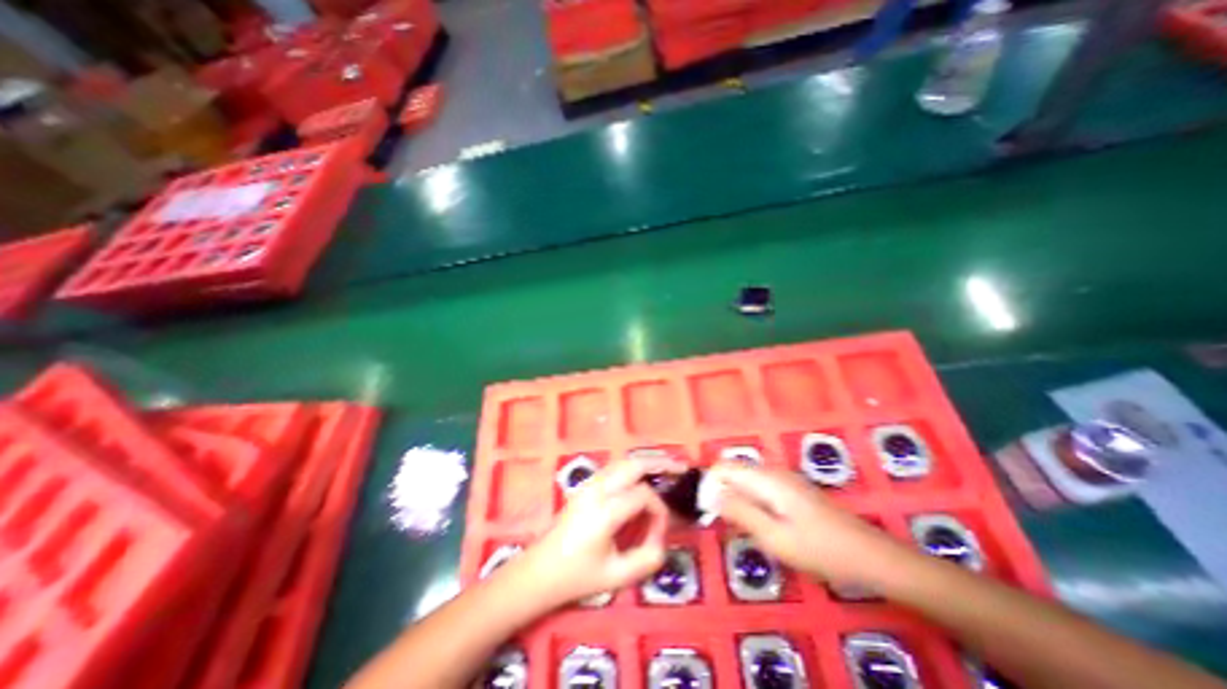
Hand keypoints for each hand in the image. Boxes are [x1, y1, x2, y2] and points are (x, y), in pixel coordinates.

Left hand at [510, 458, 680, 607]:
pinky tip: (643, 475)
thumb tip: (662, 538)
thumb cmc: (577, 577)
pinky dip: (633, 466)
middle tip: (681, 468)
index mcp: (604, 512)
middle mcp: (597, 490)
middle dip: (660, 464)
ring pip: (623, 461)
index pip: (642, 496)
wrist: (540, 570)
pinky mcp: (586, 485)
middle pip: (633, 464)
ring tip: (667, 467)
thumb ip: (647, 558)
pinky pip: (614, 467)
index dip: (659, 511)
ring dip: (646, 462)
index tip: (660, 532)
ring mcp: (589, 483)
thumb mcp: (617, 577)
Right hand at [711, 462, 908, 586]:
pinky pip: (758, 488)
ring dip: (734, 498)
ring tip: (737, 527)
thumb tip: (710, 493)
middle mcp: (772, 471)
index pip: (723, 466)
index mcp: (766, 478)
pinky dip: (749, 501)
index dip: (709, 484)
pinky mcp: (791, 491)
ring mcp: (783, 480)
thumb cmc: (821, 550)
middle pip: (733, 470)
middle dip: (720, 491)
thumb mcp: (775, 537)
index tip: (706, 510)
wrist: (872, 558)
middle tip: (722, 524)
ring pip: (745, 480)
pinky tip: (758, 525)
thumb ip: (740, 511)